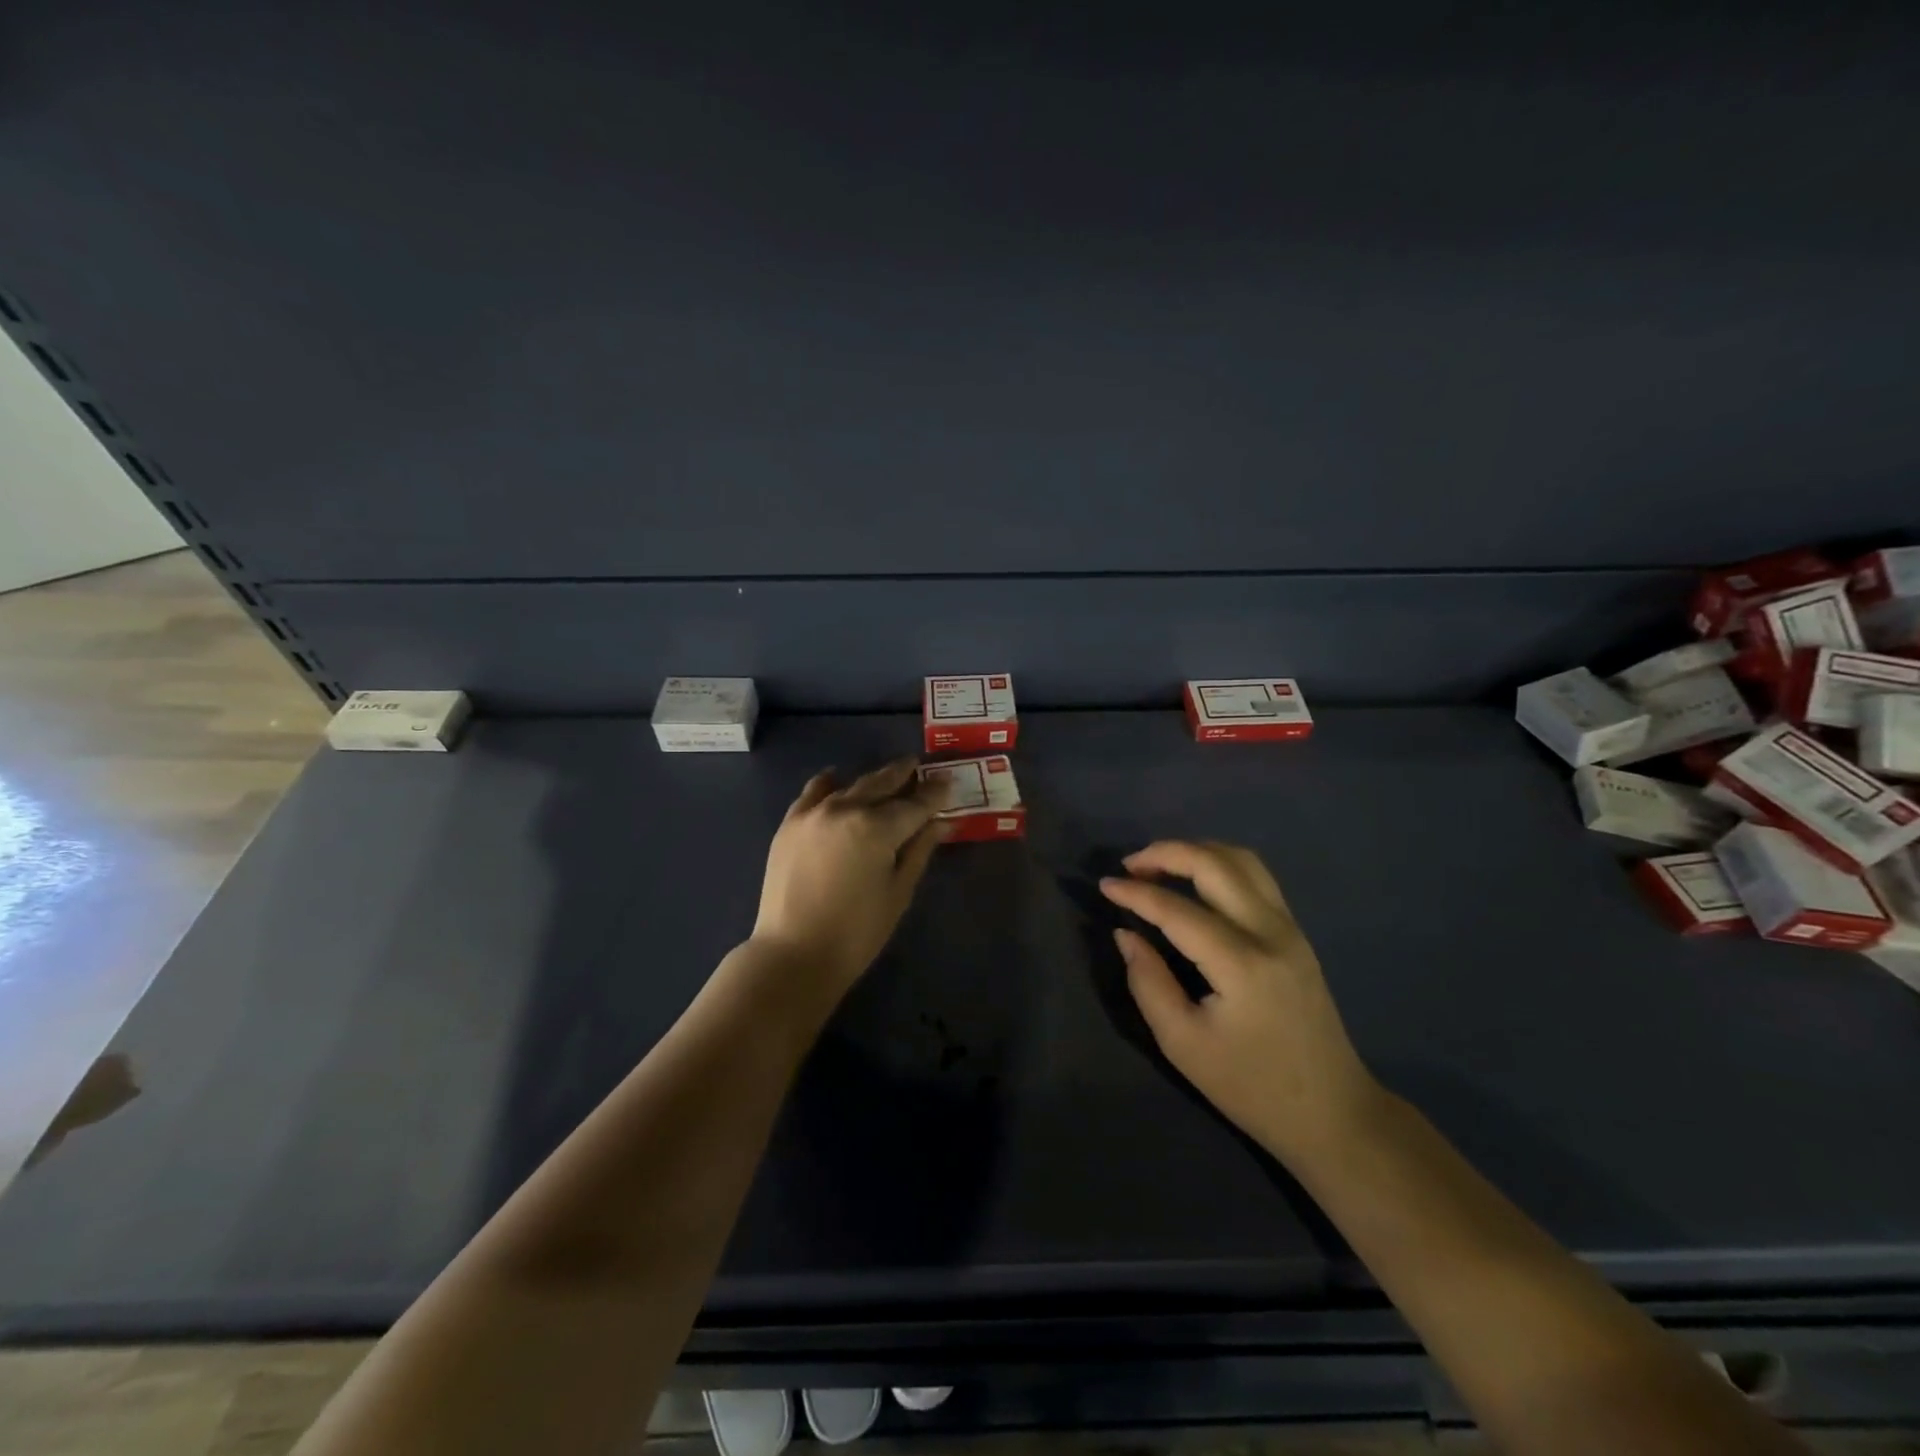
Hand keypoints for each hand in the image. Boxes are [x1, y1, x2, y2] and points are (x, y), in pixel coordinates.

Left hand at [750, 759, 943, 1001]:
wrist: (793, 954)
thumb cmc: (857, 932)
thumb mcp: (898, 892)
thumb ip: (919, 850)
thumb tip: (941, 822)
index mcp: (876, 828)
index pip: (914, 804)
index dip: (934, 793)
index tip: (948, 780)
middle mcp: (845, 809)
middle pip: (881, 784)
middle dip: (903, 774)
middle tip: (919, 765)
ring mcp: (813, 813)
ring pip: (850, 785)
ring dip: (872, 779)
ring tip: (888, 775)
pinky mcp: (790, 824)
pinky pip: (813, 792)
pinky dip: (829, 783)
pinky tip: (836, 780)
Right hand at [1100, 841, 1380, 1165]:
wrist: (1332, 1113)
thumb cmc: (1251, 1087)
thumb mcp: (1183, 1044)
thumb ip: (1148, 982)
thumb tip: (1126, 934)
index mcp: (1242, 964)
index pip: (1177, 910)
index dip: (1136, 894)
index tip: (1103, 885)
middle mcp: (1271, 932)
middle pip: (1215, 865)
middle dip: (1166, 853)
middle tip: (1130, 865)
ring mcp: (1290, 929)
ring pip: (1242, 861)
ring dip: (1196, 852)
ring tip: (1159, 866)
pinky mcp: (1296, 934)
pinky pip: (1256, 878)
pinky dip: (1219, 865)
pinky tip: (1195, 882)